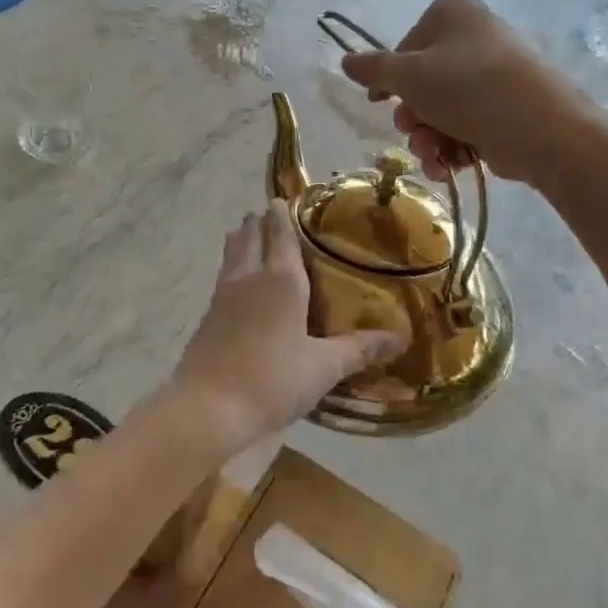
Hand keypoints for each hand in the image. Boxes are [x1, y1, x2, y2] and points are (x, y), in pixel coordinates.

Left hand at [168, 200, 400, 453]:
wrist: (209, 408)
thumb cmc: (273, 380)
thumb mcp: (324, 367)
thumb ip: (359, 348)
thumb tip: (400, 337)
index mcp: (280, 280)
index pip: (281, 234)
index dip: (282, 215)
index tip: (282, 199)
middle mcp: (248, 278)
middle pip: (249, 238)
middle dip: (258, 224)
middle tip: (266, 214)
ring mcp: (222, 297)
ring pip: (231, 257)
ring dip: (240, 243)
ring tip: (246, 236)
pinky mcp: (207, 319)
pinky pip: (222, 281)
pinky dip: (231, 271)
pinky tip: (237, 286)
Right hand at [339, 0, 603, 184]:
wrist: (542, 130)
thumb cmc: (467, 88)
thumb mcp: (408, 76)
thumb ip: (373, 69)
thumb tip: (345, 61)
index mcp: (453, 13)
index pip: (407, 43)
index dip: (390, 77)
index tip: (380, 102)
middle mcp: (475, 36)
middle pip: (424, 81)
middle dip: (412, 116)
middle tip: (411, 130)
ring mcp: (495, 74)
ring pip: (442, 109)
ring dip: (427, 138)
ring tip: (432, 154)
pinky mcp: (508, 108)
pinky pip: (466, 125)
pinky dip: (452, 148)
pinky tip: (449, 166)